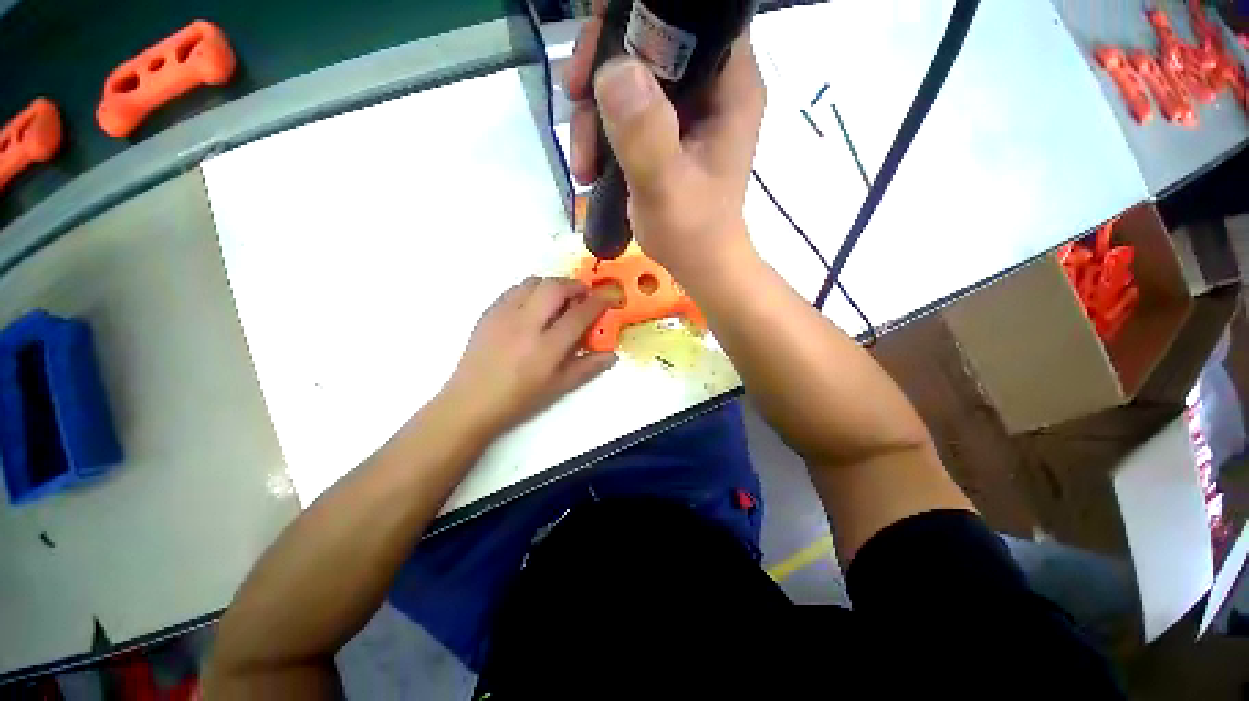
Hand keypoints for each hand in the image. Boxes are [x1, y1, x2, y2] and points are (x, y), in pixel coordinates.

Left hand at [440, 277, 616, 437]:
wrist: (471, 402)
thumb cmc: (519, 399)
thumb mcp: (559, 387)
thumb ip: (588, 367)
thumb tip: (612, 355)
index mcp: (546, 347)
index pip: (579, 314)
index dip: (599, 301)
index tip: (610, 296)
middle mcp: (525, 324)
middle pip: (555, 287)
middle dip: (575, 285)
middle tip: (584, 295)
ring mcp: (503, 314)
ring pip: (533, 282)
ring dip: (553, 285)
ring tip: (559, 300)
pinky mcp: (488, 312)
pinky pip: (514, 289)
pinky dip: (532, 290)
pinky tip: (534, 307)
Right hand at [566, 8, 765, 280]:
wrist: (700, 266)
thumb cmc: (692, 234)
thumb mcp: (666, 189)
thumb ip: (645, 134)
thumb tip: (613, 70)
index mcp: (730, 84)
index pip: (692, 15)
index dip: (640, 13)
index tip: (597, 42)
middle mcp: (712, 86)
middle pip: (651, 39)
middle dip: (604, 66)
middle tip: (575, 100)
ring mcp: (689, 110)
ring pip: (631, 76)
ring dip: (595, 112)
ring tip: (584, 165)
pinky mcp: (669, 132)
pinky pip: (628, 110)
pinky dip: (602, 132)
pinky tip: (590, 168)